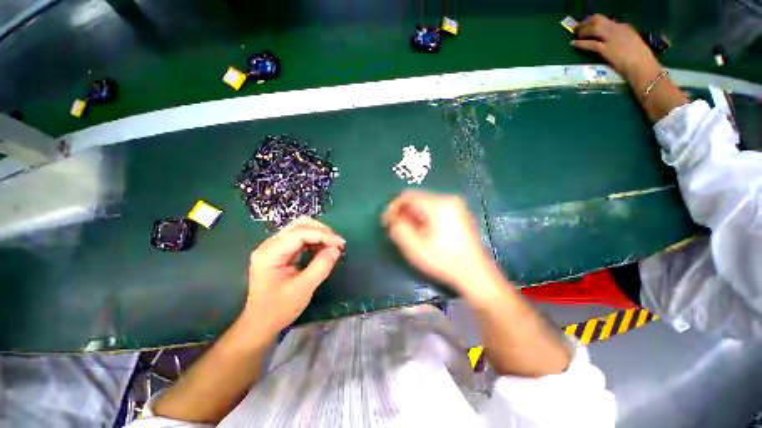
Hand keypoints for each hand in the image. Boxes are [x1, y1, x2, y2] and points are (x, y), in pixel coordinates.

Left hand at [242, 217, 343, 340]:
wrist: (260, 324)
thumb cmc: (278, 309)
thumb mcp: (303, 289)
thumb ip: (321, 266)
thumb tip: (336, 249)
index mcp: (270, 253)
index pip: (300, 233)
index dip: (323, 235)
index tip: (340, 244)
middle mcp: (270, 245)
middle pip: (300, 225)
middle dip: (322, 231)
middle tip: (337, 244)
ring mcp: (274, 247)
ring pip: (301, 229)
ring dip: (319, 235)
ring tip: (333, 246)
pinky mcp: (280, 252)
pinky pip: (300, 239)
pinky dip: (315, 241)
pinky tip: (323, 249)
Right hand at [382, 191, 498, 295]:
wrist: (475, 274)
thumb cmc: (444, 261)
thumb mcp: (415, 247)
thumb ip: (399, 229)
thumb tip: (392, 219)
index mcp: (439, 204)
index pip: (408, 196)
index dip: (393, 208)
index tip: (386, 222)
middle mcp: (448, 199)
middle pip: (417, 199)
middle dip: (404, 213)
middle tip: (397, 229)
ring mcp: (456, 206)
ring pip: (425, 205)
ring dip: (413, 216)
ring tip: (410, 233)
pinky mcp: (458, 213)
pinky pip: (434, 210)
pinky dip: (424, 218)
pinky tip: (423, 233)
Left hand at [572, 14, 660, 81]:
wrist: (641, 65)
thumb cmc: (639, 57)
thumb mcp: (631, 42)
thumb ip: (620, 38)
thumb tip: (608, 39)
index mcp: (624, 27)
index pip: (607, 20)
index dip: (594, 22)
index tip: (588, 25)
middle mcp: (617, 29)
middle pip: (598, 20)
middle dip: (586, 22)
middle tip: (578, 27)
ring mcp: (612, 38)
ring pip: (594, 28)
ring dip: (583, 31)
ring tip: (576, 35)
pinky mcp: (606, 49)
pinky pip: (591, 44)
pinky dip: (581, 43)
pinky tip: (574, 44)